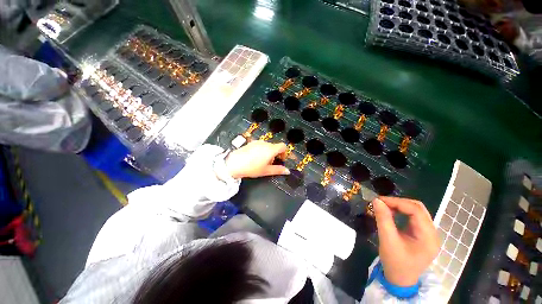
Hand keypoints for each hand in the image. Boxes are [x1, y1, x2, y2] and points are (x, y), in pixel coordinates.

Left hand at [225, 141, 289, 178]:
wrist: (234, 164)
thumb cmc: (251, 168)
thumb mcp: (266, 171)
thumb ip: (278, 170)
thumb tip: (287, 171)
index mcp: (271, 149)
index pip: (283, 146)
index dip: (284, 153)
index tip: (281, 160)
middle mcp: (265, 143)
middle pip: (275, 146)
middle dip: (275, 154)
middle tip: (270, 164)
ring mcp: (257, 142)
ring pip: (267, 146)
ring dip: (268, 152)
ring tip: (261, 162)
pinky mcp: (251, 143)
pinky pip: (260, 145)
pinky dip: (261, 150)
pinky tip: (255, 158)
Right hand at [372, 197, 438, 286]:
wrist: (400, 280)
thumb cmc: (395, 263)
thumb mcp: (387, 240)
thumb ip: (383, 219)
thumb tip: (376, 200)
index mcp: (428, 237)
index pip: (416, 210)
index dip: (397, 202)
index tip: (379, 200)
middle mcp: (432, 233)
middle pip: (418, 208)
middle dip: (398, 203)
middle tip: (381, 203)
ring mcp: (428, 234)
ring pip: (416, 211)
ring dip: (399, 206)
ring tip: (384, 207)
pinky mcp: (422, 235)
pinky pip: (413, 217)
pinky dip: (401, 212)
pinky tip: (391, 213)